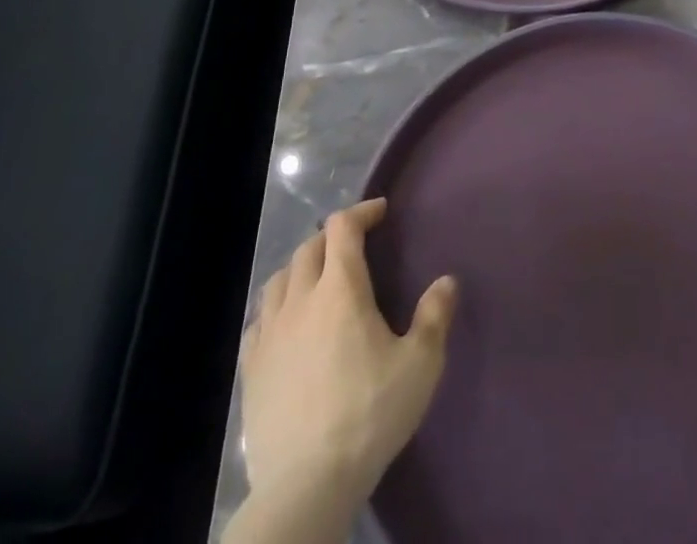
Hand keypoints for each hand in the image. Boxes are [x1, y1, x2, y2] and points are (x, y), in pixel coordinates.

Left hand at [236, 198, 456, 522]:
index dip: (361, 211)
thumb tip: (446, 281)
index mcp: (340, 289)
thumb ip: (435, 316)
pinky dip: (276, 306)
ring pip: (279, 279)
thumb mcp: (420, 364)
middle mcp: (300, 300)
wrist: (305, 485)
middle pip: (310, 248)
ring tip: (319, 279)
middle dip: (333, 236)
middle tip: (355, 245)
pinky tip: (287, 324)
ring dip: (301, 267)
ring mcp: (269, 335)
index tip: (381, 212)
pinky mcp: (250, 370)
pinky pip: (259, 319)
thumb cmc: (369, 415)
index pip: (343, 227)